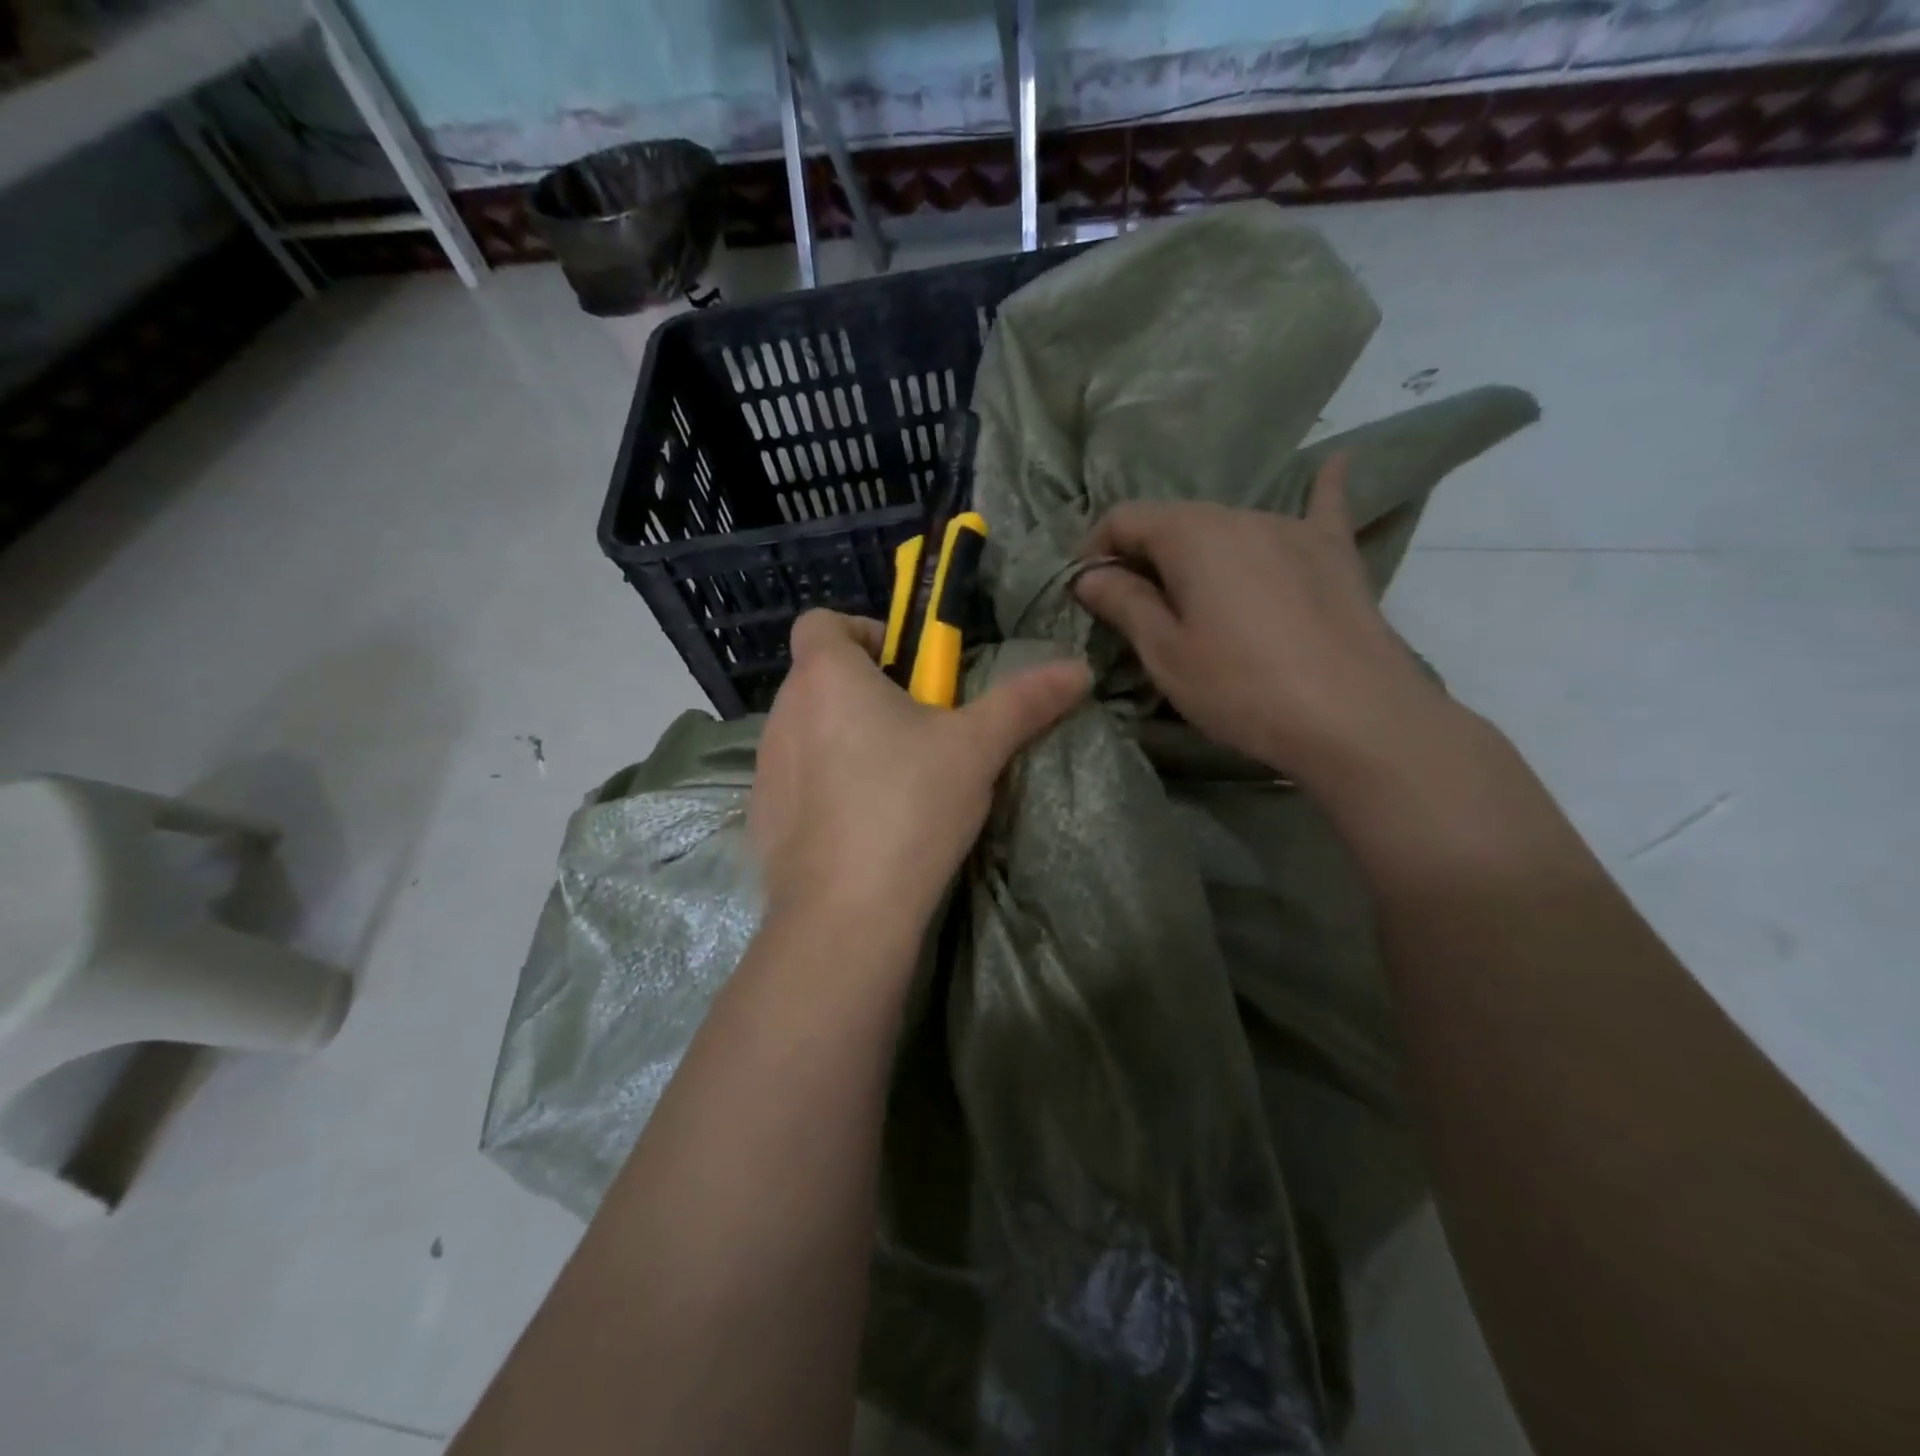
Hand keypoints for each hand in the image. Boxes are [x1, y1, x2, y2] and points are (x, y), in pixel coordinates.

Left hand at [750, 611, 1089, 943]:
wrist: (847, 912)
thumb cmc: (910, 806)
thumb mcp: (977, 748)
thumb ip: (1025, 701)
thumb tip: (1078, 668)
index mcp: (826, 676)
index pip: (823, 621)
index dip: (864, 632)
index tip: (906, 668)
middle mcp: (784, 712)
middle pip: (820, 678)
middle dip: (866, 691)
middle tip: (917, 730)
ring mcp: (766, 767)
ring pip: (808, 731)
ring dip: (844, 738)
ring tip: (893, 781)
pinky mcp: (762, 816)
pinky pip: (795, 781)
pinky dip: (824, 786)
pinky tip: (861, 825)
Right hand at [1072, 457, 1448, 782]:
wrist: (1355, 718)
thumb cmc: (1242, 688)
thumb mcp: (1165, 654)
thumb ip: (1123, 604)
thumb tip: (1088, 575)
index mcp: (1191, 534)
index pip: (1125, 518)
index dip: (1094, 549)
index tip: (1083, 590)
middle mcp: (1241, 514)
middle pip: (1176, 521)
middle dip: (1144, 554)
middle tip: (1133, 604)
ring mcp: (1294, 529)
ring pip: (1229, 526)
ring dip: (1199, 551)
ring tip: (1195, 591)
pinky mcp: (1335, 554)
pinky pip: (1321, 510)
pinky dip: (1318, 491)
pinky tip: (1332, 463)